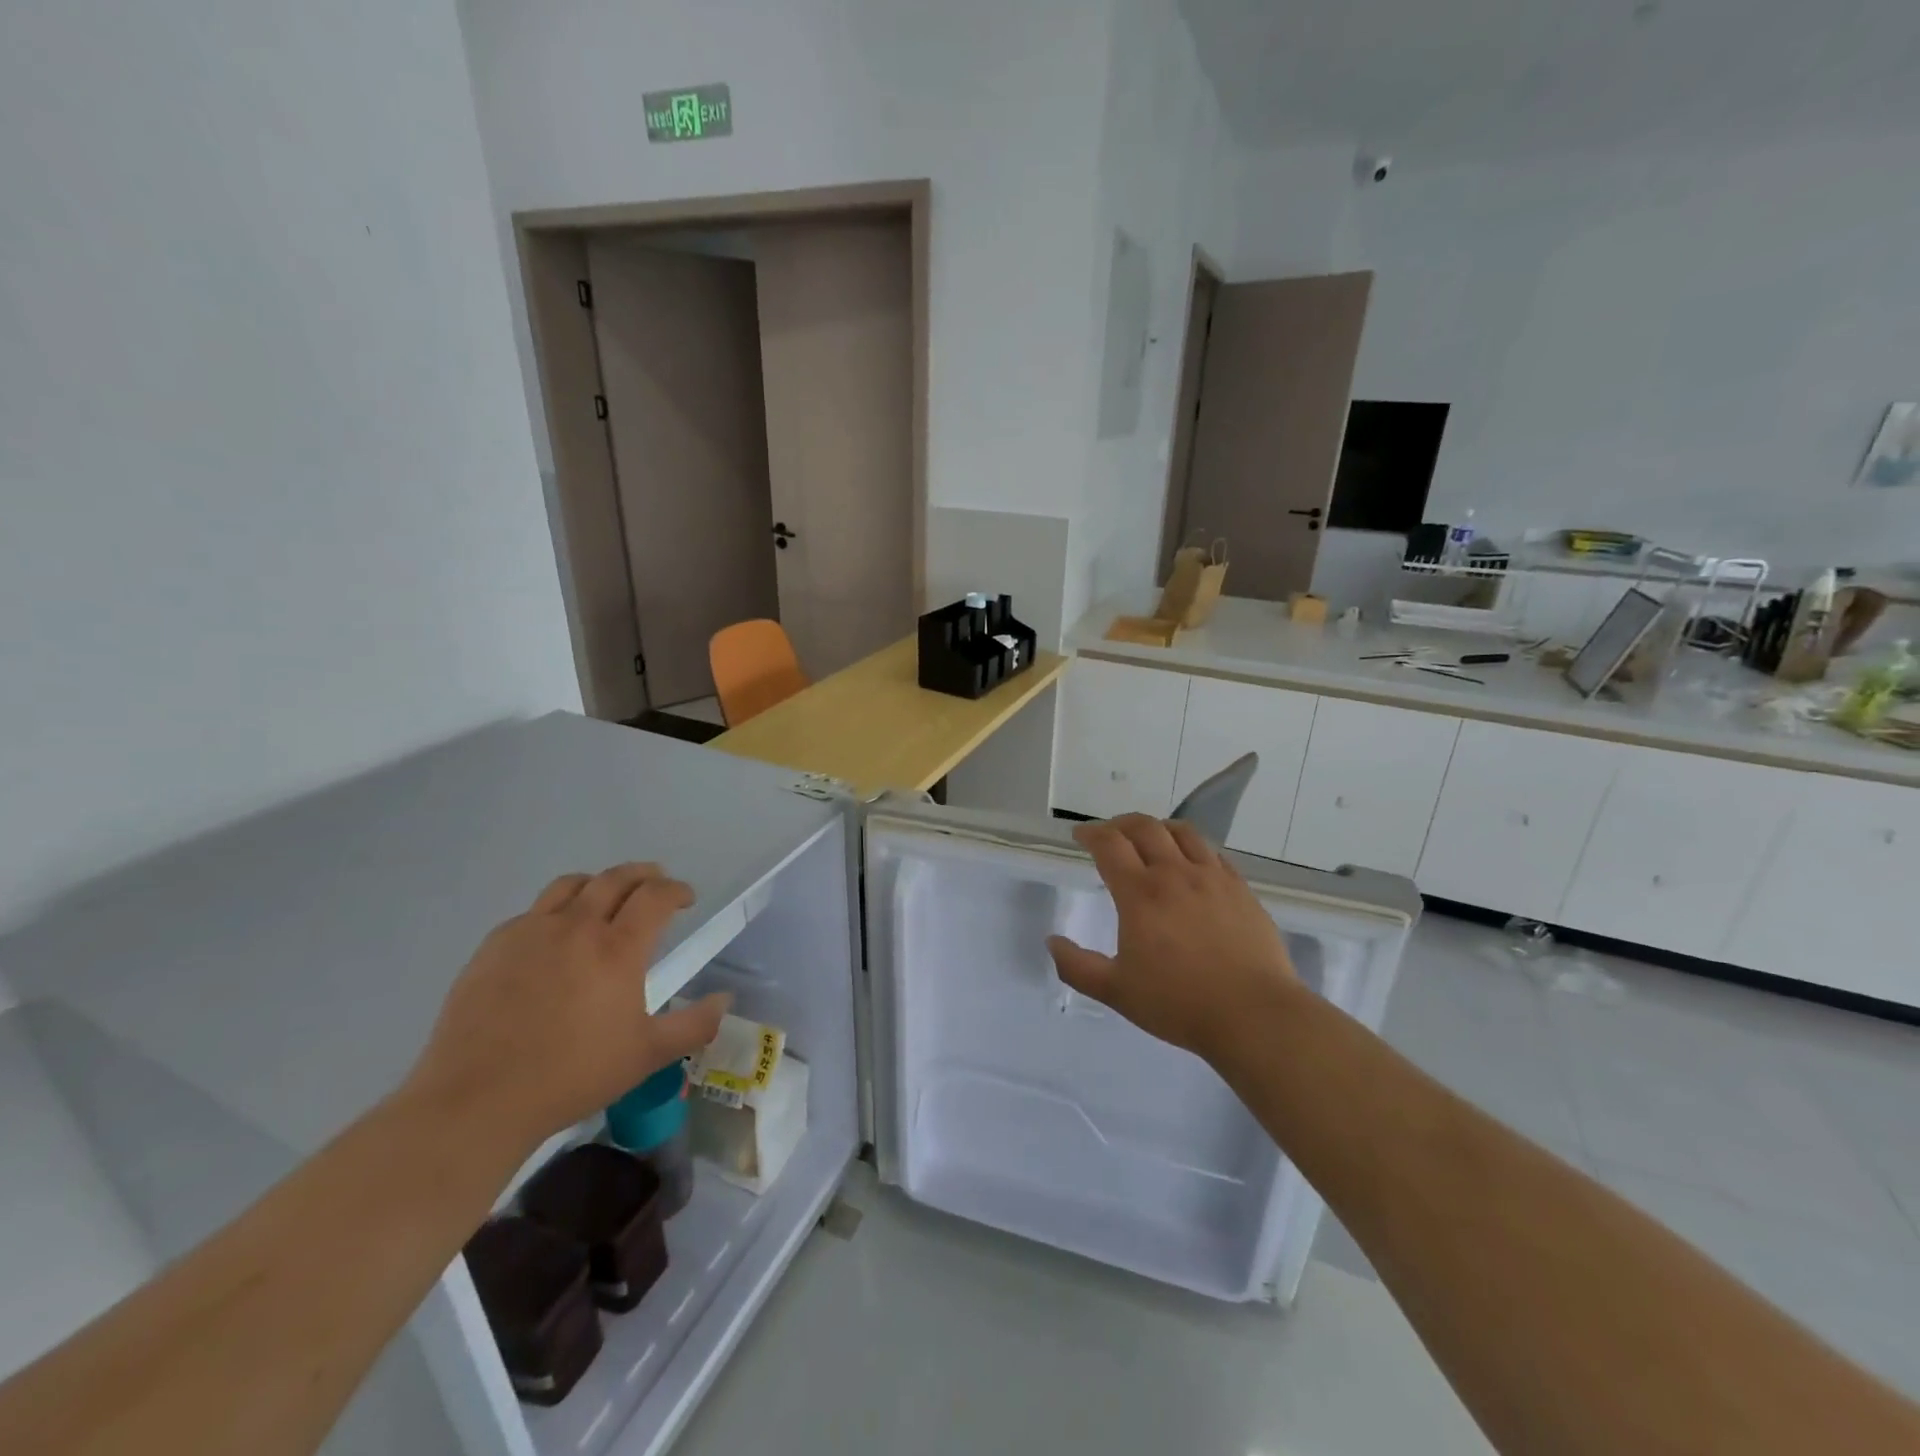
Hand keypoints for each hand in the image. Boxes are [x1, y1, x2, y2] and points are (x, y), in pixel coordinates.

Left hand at [406, 864, 728, 1153]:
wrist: (477, 1099)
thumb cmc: (572, 1075)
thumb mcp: (647, 1056)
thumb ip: (694, 1025)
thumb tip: (725, 1000)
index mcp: (618, 948)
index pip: (655, 896)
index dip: (676, 890)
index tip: (685, 899)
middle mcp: (577, 927)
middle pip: (615, 878)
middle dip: (643, 874)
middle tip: (655, 882)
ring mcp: (530, 932)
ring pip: (571, 885)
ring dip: (599, 883)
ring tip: (606, 897)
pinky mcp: (493, 946)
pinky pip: (532, 912)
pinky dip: (555, 911)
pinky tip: (554, 937)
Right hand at [1046, 815, 1298, 1062]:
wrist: (1254, 1015)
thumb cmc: (1179, 1003)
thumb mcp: (1116, 991)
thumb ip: (1077, 967)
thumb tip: (1052, 942)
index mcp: (1140, 893)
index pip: (1110, 844)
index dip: (1091, 833)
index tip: (1080, 835)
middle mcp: (1175, 873)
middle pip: (1144, 827)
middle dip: (1120, 824)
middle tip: (1110, 834)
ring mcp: (1213, 878)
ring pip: (1182, 832)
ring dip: (1158, 828)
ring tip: (1150, 839)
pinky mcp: (1241, 889)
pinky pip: (1213, 854)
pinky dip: (1193, 849)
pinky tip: (1191, 865)